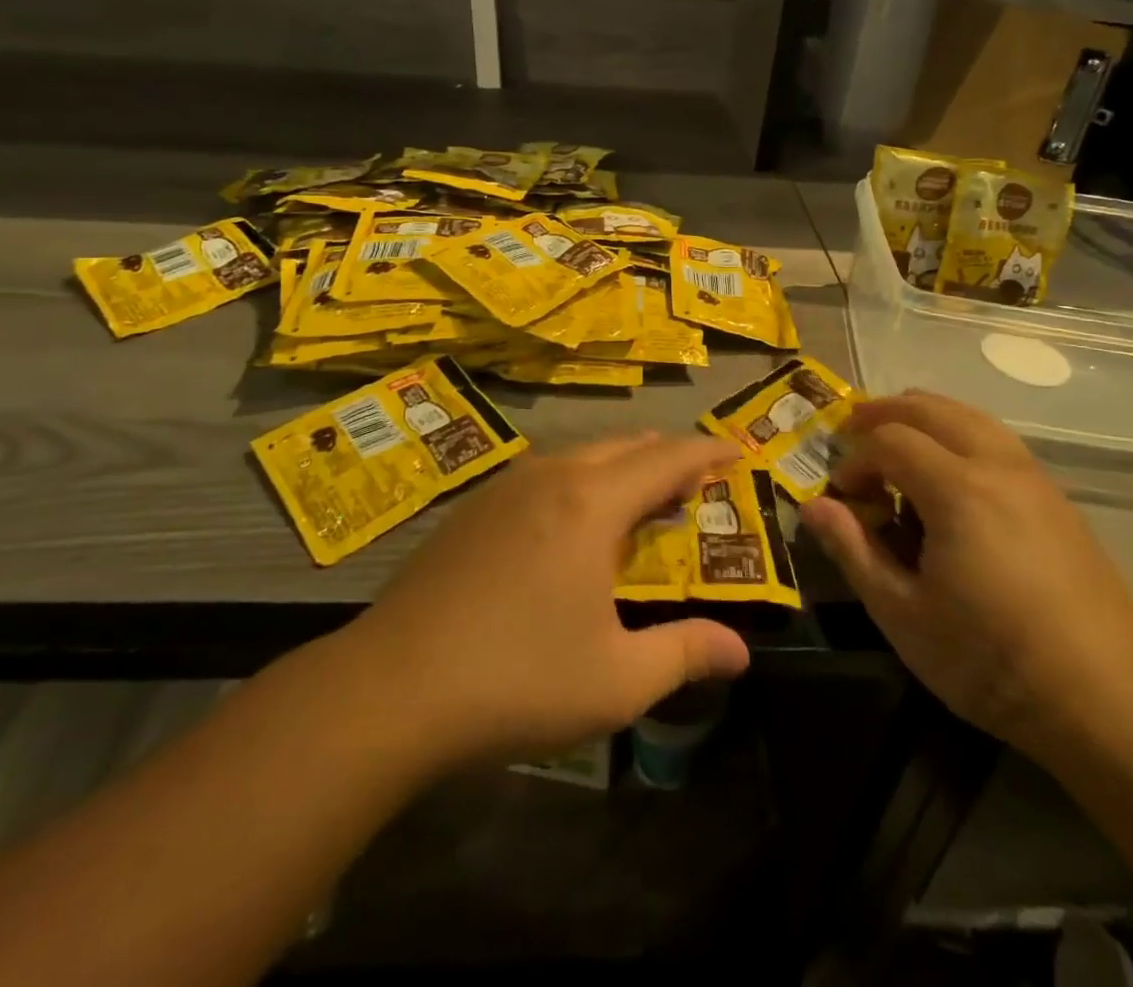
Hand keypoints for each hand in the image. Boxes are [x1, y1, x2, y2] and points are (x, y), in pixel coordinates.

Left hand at [352, 433, 750, 765]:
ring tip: (640, 502)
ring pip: (581, 455)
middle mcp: (551, 477)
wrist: (391, 687)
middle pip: (624, 446)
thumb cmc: (517, 679)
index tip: (738, 452)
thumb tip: (742, 652)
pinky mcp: (472, 508)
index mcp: (592, 503)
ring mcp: (505, 487)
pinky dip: (580, 481)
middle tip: (696, 487)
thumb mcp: (616, 680)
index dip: (708, 451)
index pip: (667, 458)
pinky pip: (545, 474)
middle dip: (667, 457)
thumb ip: (685, 654)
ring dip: (621, 468)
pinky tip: (571, 524)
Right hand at [801, 392, 1132, 759]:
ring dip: (926, 416)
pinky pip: (999, 441)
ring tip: (897, 438)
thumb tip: (812, 506)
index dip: (855, 459)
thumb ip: (853, 551)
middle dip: (885, 413)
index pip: (889, 440)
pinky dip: (961, 434)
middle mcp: (998, 466)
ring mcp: (1036, 479)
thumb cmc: (990, 661)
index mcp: (957, 489)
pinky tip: (952, 473)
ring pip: (971, 417)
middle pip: (931, 409)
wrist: (1107, 702)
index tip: (842, 496)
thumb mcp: (902, 614)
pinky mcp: (1059, 500)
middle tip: (853, 431)